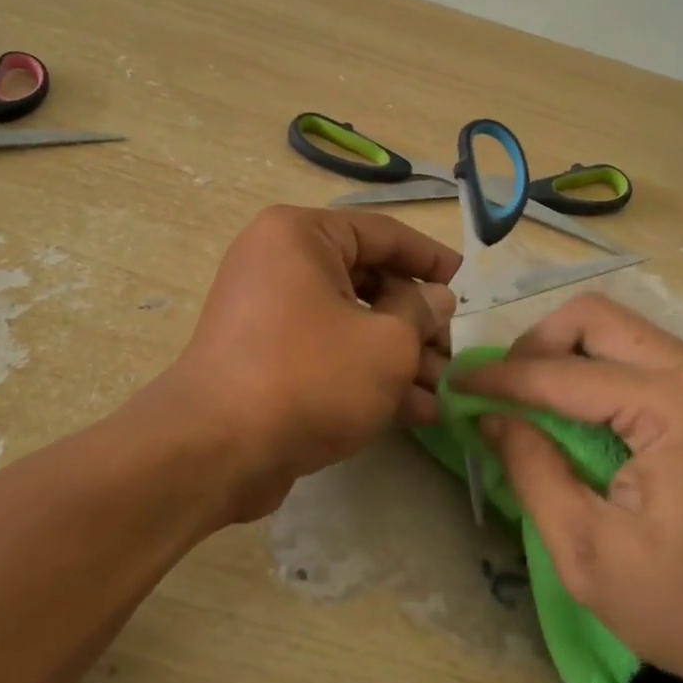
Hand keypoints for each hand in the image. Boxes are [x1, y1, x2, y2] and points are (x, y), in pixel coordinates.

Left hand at [151, 205, 459, 520]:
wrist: (217, 449)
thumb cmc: (310, 376)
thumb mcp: (386, 342)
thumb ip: (420, 313)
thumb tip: (435, 298)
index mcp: (301, 236)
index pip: (382, 233)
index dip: (430, 257)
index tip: (465, 280)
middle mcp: (280, 263)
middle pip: (367, 280)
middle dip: (417, 321)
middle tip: (453, 351)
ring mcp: (269, 312)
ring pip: (351, 321)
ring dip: (400, 355)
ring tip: (444, 392)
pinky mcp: (266, 357)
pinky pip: (328, 351)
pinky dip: (367, 374)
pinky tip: (415, 411)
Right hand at [462, 294, 682, 682]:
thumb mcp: (590, 555)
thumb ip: (532, 472)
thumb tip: (491, 416)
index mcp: (677, 405)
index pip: (563, 373)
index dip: (500, 377)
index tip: (455, 382)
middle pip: (595, 318)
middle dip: (535, 345)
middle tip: (502, 389)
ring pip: (618, 330)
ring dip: (565, 353)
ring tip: (532, 400)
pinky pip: (642, 355)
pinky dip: (596, 370)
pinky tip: (577, 411)